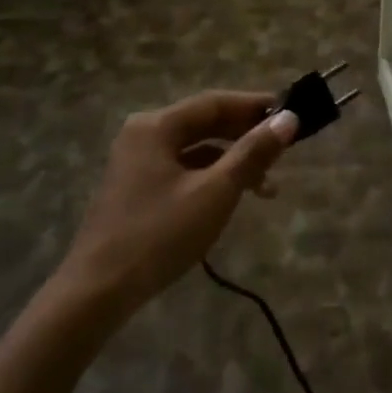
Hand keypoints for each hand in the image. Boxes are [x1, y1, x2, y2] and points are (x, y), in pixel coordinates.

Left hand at [59, 91, 297, 310]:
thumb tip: (288, 119)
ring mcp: (136, 163)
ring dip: (232, 161)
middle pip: (203, 123)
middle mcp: (143, 136)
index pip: (214, 103)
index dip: (255, 106)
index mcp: (156, 126)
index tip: (292, 114)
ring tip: (267, 186)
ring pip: (194, 150)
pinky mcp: (136, 190)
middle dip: (246, 135)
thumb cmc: (160, 234)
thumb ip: (252, 153)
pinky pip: (182, 170)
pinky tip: (232, 198)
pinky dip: (211, 178)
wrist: (99, 290)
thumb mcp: (215, 192)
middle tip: (285, 148)